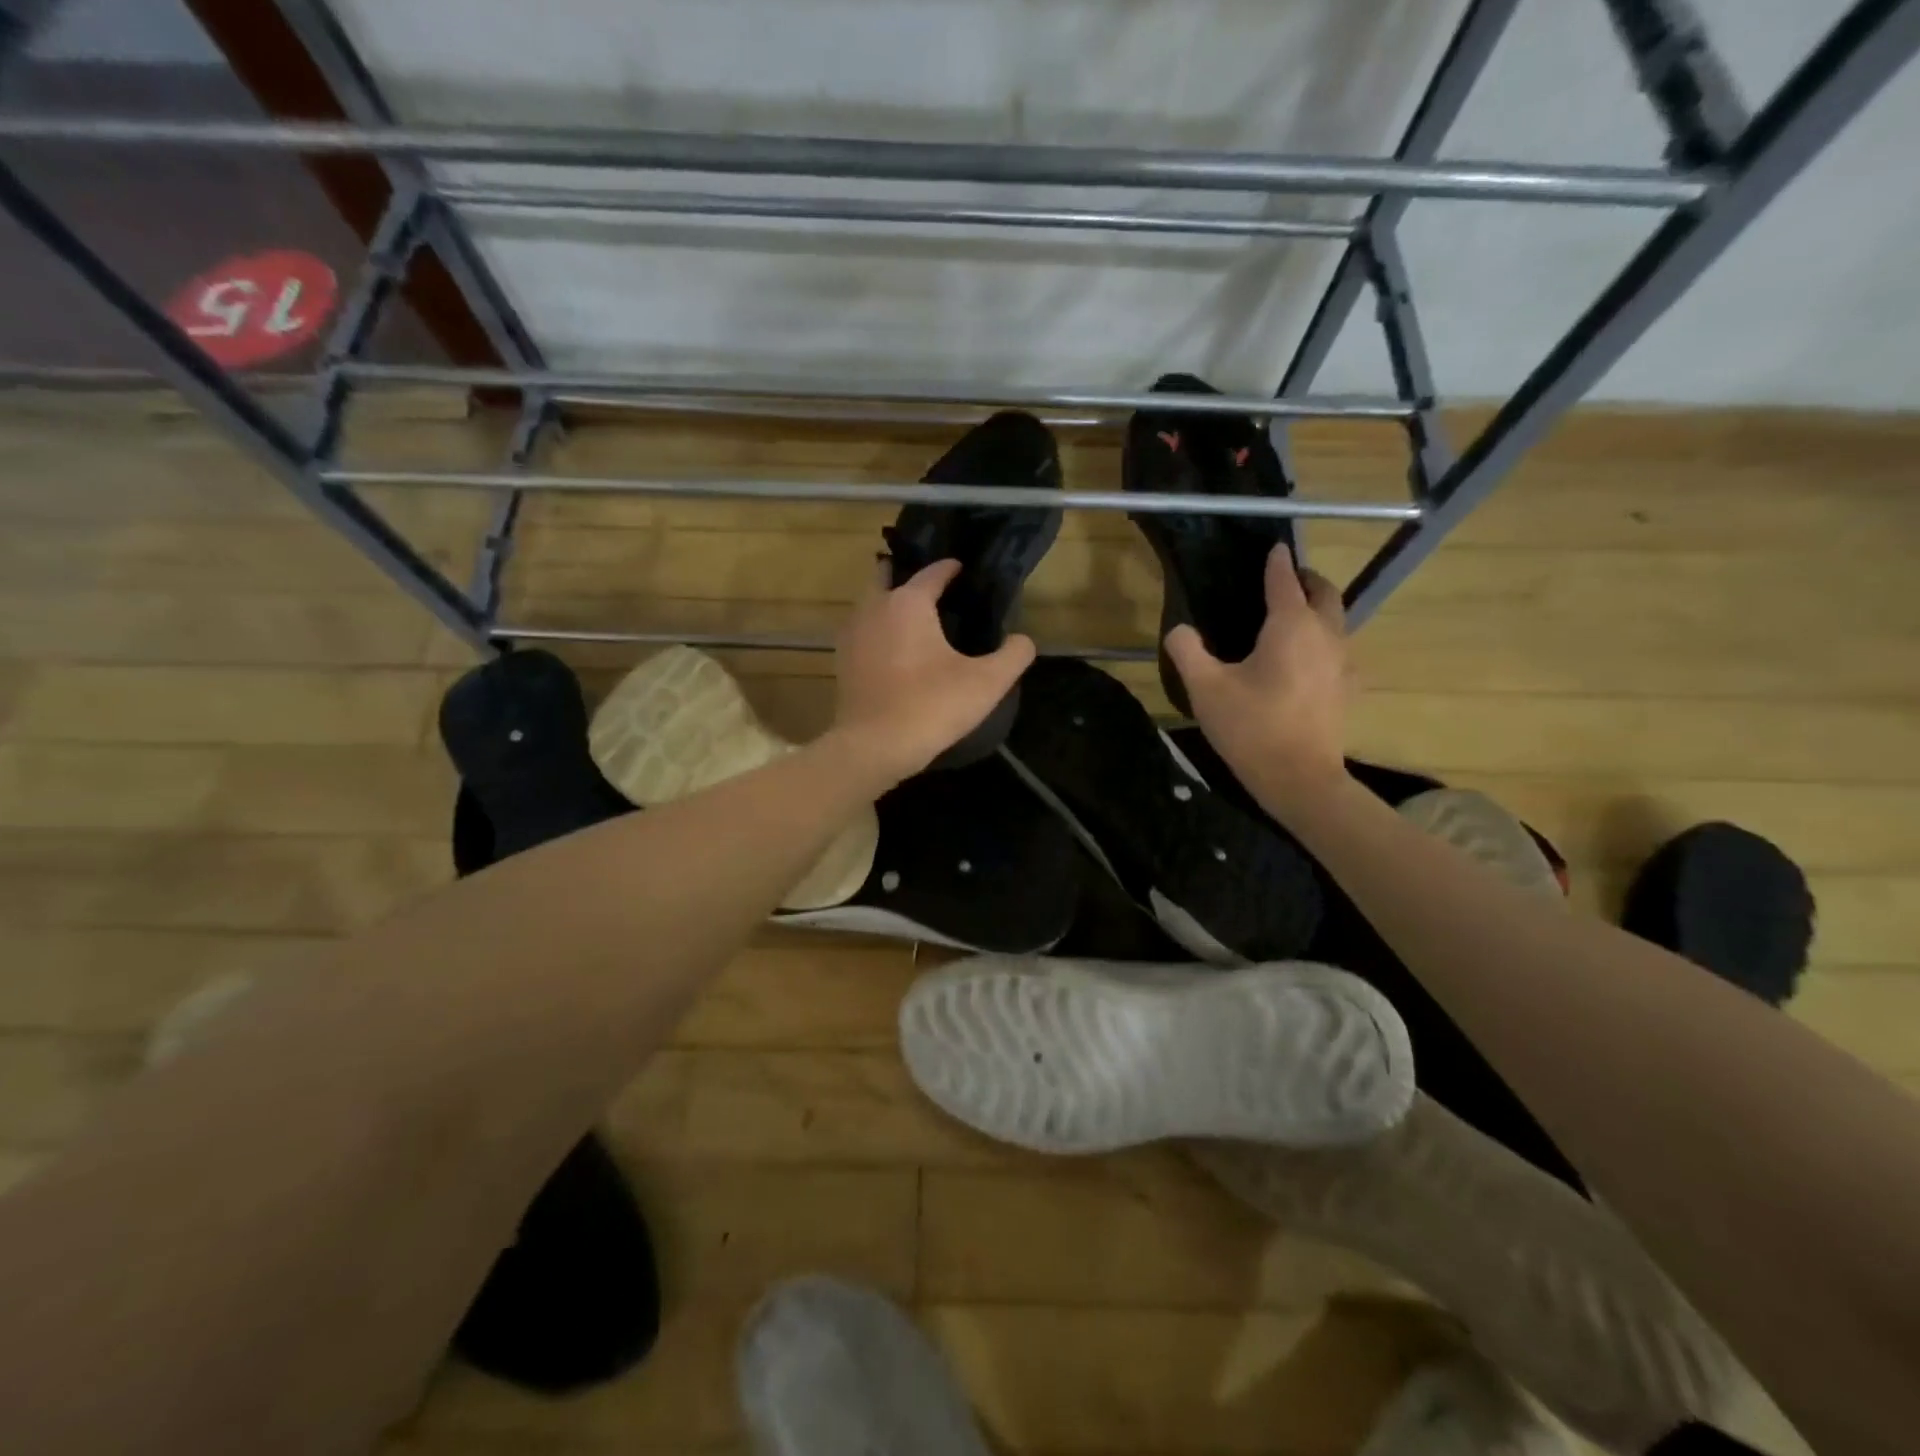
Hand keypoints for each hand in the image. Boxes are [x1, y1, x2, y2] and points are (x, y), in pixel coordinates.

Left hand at [832, 558, 1036, 780]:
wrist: (874, 747)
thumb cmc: (931, 706)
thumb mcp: (987, 683)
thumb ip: (1013, 655)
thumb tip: (1022, 640)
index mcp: (908, 602)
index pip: (932, 573)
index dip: (950, 569)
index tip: (962, 569)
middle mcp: (874, 608)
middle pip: (888, 577)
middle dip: (907, 576)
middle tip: (932, 590)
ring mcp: (852, 634)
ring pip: (870, 605)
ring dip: (889, 603)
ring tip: (915, 619)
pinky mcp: (842, 661)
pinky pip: (862, 632)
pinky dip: (877, 631)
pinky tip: (895, 651)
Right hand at [1164, 544, 1350, 804]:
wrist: (1298, 778)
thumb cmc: (1251, 727)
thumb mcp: (1205, 688)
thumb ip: (1187, 651)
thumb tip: (1180, 630)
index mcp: (1290, 626)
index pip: (1284, 581)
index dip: (1276, 563)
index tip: (1274, 548)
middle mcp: (1324, 634)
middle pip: (1325, 594)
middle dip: (1307, 580)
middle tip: (1287, 578)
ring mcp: (1342, 662)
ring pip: (1337, 620)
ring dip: (1319, 609)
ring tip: (1295, 615)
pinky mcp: (1347, 688)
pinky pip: (1339, 649)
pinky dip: (1325, 639)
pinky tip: (1307, 659)